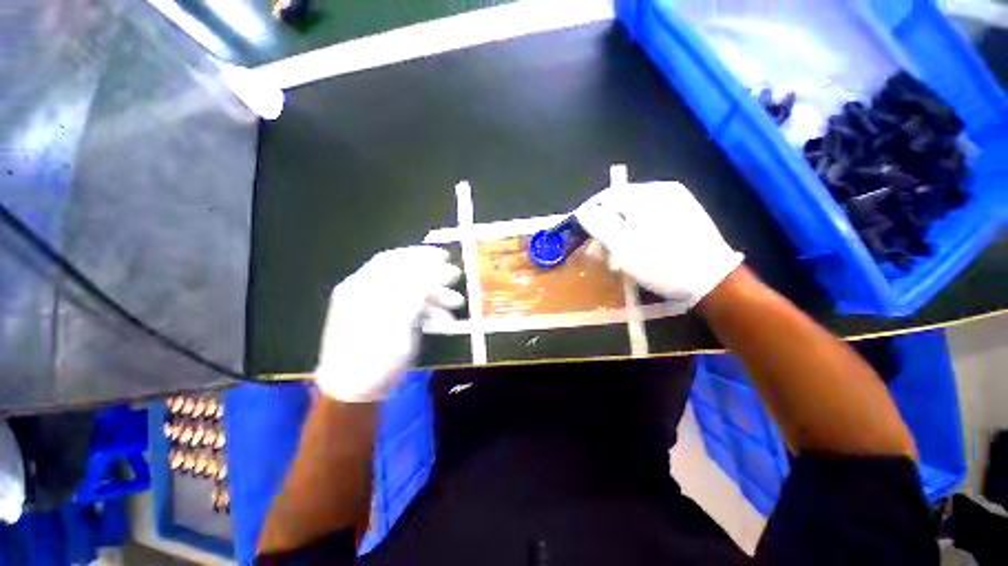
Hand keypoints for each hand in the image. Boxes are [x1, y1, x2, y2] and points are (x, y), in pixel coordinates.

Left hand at [315, 246, 463, 401]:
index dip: (419, 255)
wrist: (356, 390)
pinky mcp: (390, 325)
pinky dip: (430, 313)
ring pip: (412, 294)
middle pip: (406, 275)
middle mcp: (370, 294)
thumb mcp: (395, 318)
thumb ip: (413, 289)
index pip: (393, 260)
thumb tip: (431, 266)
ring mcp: (380, 310)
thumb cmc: (373, 353)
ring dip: (436, 297)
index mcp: (363, 287)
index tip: (444, 255)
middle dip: (433, 275)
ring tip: (457, 303)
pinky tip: (445, 322)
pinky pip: (412, 311)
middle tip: (456, 275)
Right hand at [575, 180, 742, 308]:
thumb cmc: (661, 263)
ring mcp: (677, 203)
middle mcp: (662, 191)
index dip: (588, 213)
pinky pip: (650, 221)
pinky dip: (635, 235)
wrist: (713, 281)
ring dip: (618, 235)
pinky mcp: (685, 217)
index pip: (606, 196)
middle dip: (603, 228)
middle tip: (595, 252)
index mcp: (647, 194)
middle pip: (620, 206)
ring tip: (613, 257)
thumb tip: (583, 211)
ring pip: (634, 215)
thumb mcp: (623, 245)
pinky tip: (634, 252)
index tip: (577, 232)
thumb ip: (599, 224)